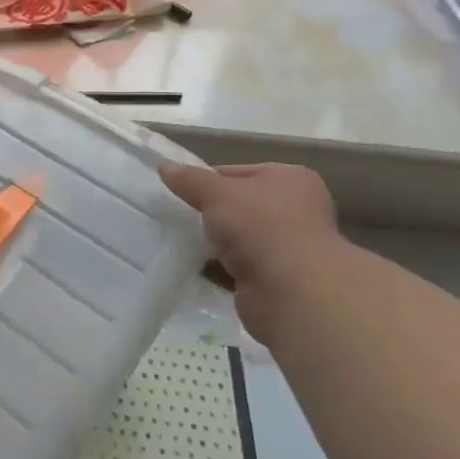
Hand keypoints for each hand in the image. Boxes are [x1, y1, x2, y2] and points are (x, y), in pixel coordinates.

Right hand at [159, 162, 343, 340]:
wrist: (291, 292)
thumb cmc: (260, 226)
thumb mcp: (217, 193)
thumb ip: (190, 179)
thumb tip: (163, 165)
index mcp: (291, 179)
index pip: (238, 172)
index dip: (207, 180)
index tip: (180, 191)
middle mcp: (295, 210)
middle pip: (239, 206)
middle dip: (210, 213)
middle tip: (177, 216)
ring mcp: (288, 247)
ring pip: (238, 238)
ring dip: (214, 242)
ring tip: (179, 241)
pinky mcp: (276, 280)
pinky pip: (238, 267)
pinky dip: (219, 268)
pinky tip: (194, 266)